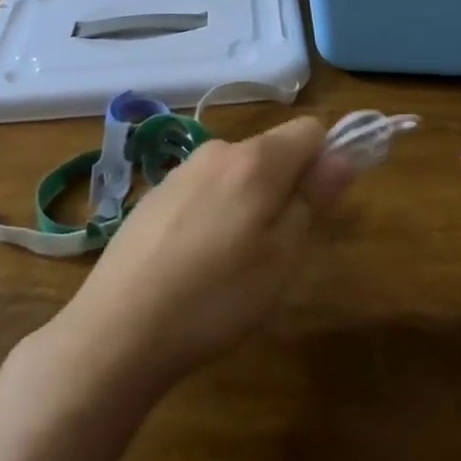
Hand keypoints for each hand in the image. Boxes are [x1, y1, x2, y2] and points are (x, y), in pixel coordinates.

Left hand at [53, 117, 356, 391]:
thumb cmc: (215, 297)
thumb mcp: (281, 257)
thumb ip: (313, 199)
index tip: (319, 207)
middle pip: (272, 151)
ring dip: (249, 202)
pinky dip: (214, 213)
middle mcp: (217, 151)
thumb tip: (342, 156)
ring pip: (236, 173)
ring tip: (233, 263)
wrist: (117, 330)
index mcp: (255, 160)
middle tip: (277, 249)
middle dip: (285, 187)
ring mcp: (180, 172)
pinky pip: (204, 190)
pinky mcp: (153, 196)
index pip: (309, 130)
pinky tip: (195, 262)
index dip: (325, 161)